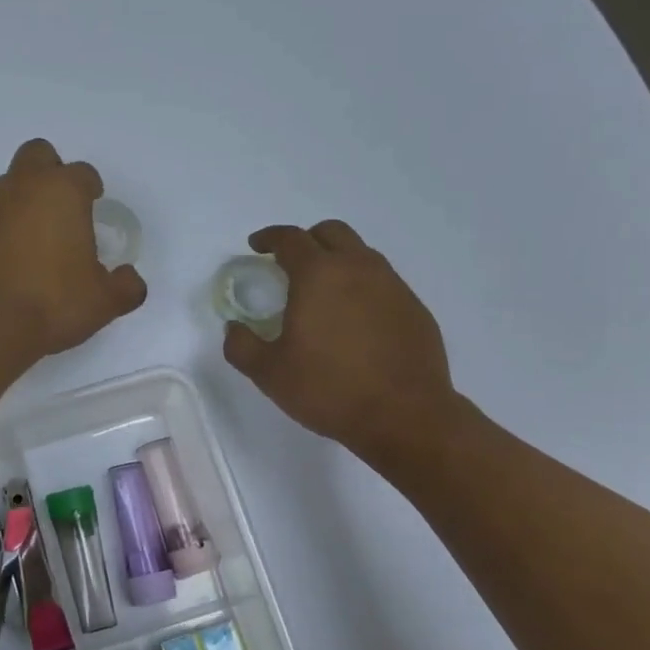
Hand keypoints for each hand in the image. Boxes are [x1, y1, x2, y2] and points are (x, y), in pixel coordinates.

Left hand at [0, 139, 146, 364]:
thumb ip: (125, 285)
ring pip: (6, 187)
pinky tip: (3, 264)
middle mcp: (20, 187)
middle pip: (37, 155)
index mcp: (61, 192)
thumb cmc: (52, 303)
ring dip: (20, 203)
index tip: (93, 205)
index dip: (90, 188)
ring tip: (31, 244)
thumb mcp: (104, 301)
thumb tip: (130, 280)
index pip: (82, 173)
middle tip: (60, 208)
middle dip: (50, 172)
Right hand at [223, 220, 456, 457]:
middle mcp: (358, 268)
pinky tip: (355, 320)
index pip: (290, 238)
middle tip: (290, 265)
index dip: (269, 238)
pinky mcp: (415, 308)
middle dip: (307, 240)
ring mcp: (392, 286)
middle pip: (331, 232)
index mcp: (318, 275)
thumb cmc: (330, 389)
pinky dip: (363, 287)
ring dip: (338, 261)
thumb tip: (235, 329)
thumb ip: (242, 346)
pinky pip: (383, 282)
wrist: (406, 416)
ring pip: (361, 254)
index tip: (257, 246)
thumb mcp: (269, 373)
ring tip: (324, 293)